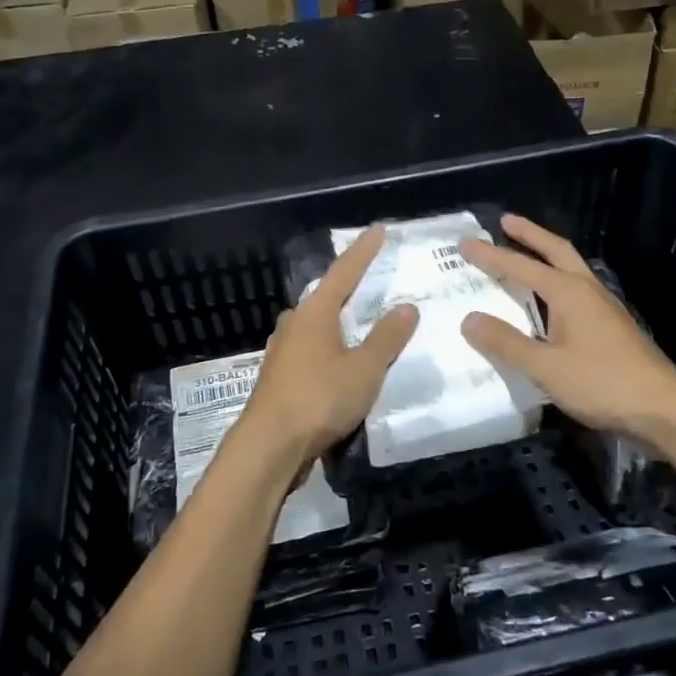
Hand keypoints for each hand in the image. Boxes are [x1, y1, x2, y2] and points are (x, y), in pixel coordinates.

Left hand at [233, 225, 418, 478]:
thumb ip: (386, 338)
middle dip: (348, 289)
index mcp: (315, 313)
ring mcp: (282, 352)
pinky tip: (339, 364)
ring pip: (316, 327)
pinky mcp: (279, 378)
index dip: (363, 251)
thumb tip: (406, 307)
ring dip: (338, 324)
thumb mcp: (364, 369)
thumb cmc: (319, 399)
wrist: (269, 446)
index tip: (378, 229)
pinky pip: (311, 352)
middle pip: (325, 298)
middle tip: (371, 282)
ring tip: (360, 325)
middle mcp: (294, 324)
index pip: (344, 272)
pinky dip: (330, 350)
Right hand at [459, 213, 675, 442]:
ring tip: (525, 254)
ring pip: (570, 269)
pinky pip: (576, 291)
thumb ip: (506, 342)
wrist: (663, 408)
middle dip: (529, 234)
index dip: (491, 255)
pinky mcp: (611, 327)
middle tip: (505, 221)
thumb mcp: (546, 367)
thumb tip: (469, 319)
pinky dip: (556, 282)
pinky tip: (550, 301)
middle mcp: (587, 290)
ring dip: (546, 256)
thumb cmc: (602, 383)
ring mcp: (603, 307)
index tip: (465, 243)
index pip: (521, 266)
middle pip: (556, 250)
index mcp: (569, 292)